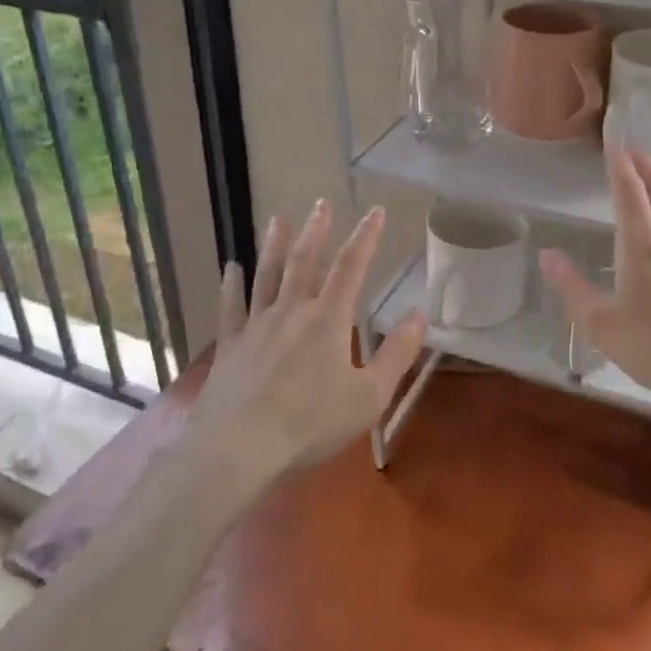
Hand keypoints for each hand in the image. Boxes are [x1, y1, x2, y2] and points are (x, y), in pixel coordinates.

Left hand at [190, 200, 426, 484]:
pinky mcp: (231, 344)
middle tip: (321, 203)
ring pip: (266, 275)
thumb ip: (397, 354)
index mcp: (328, 319)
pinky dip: (230, 285)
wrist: (241, 447)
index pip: (350, 267)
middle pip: (304, 261)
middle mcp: (291, 311)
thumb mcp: (369, 396)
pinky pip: (231, 307)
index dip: (365, 237)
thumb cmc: (311, 423)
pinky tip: (230, 267)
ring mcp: (257, 325)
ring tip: (277, 219)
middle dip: (316, 230)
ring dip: (274, 245)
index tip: (374, 211)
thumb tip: (420, 314)